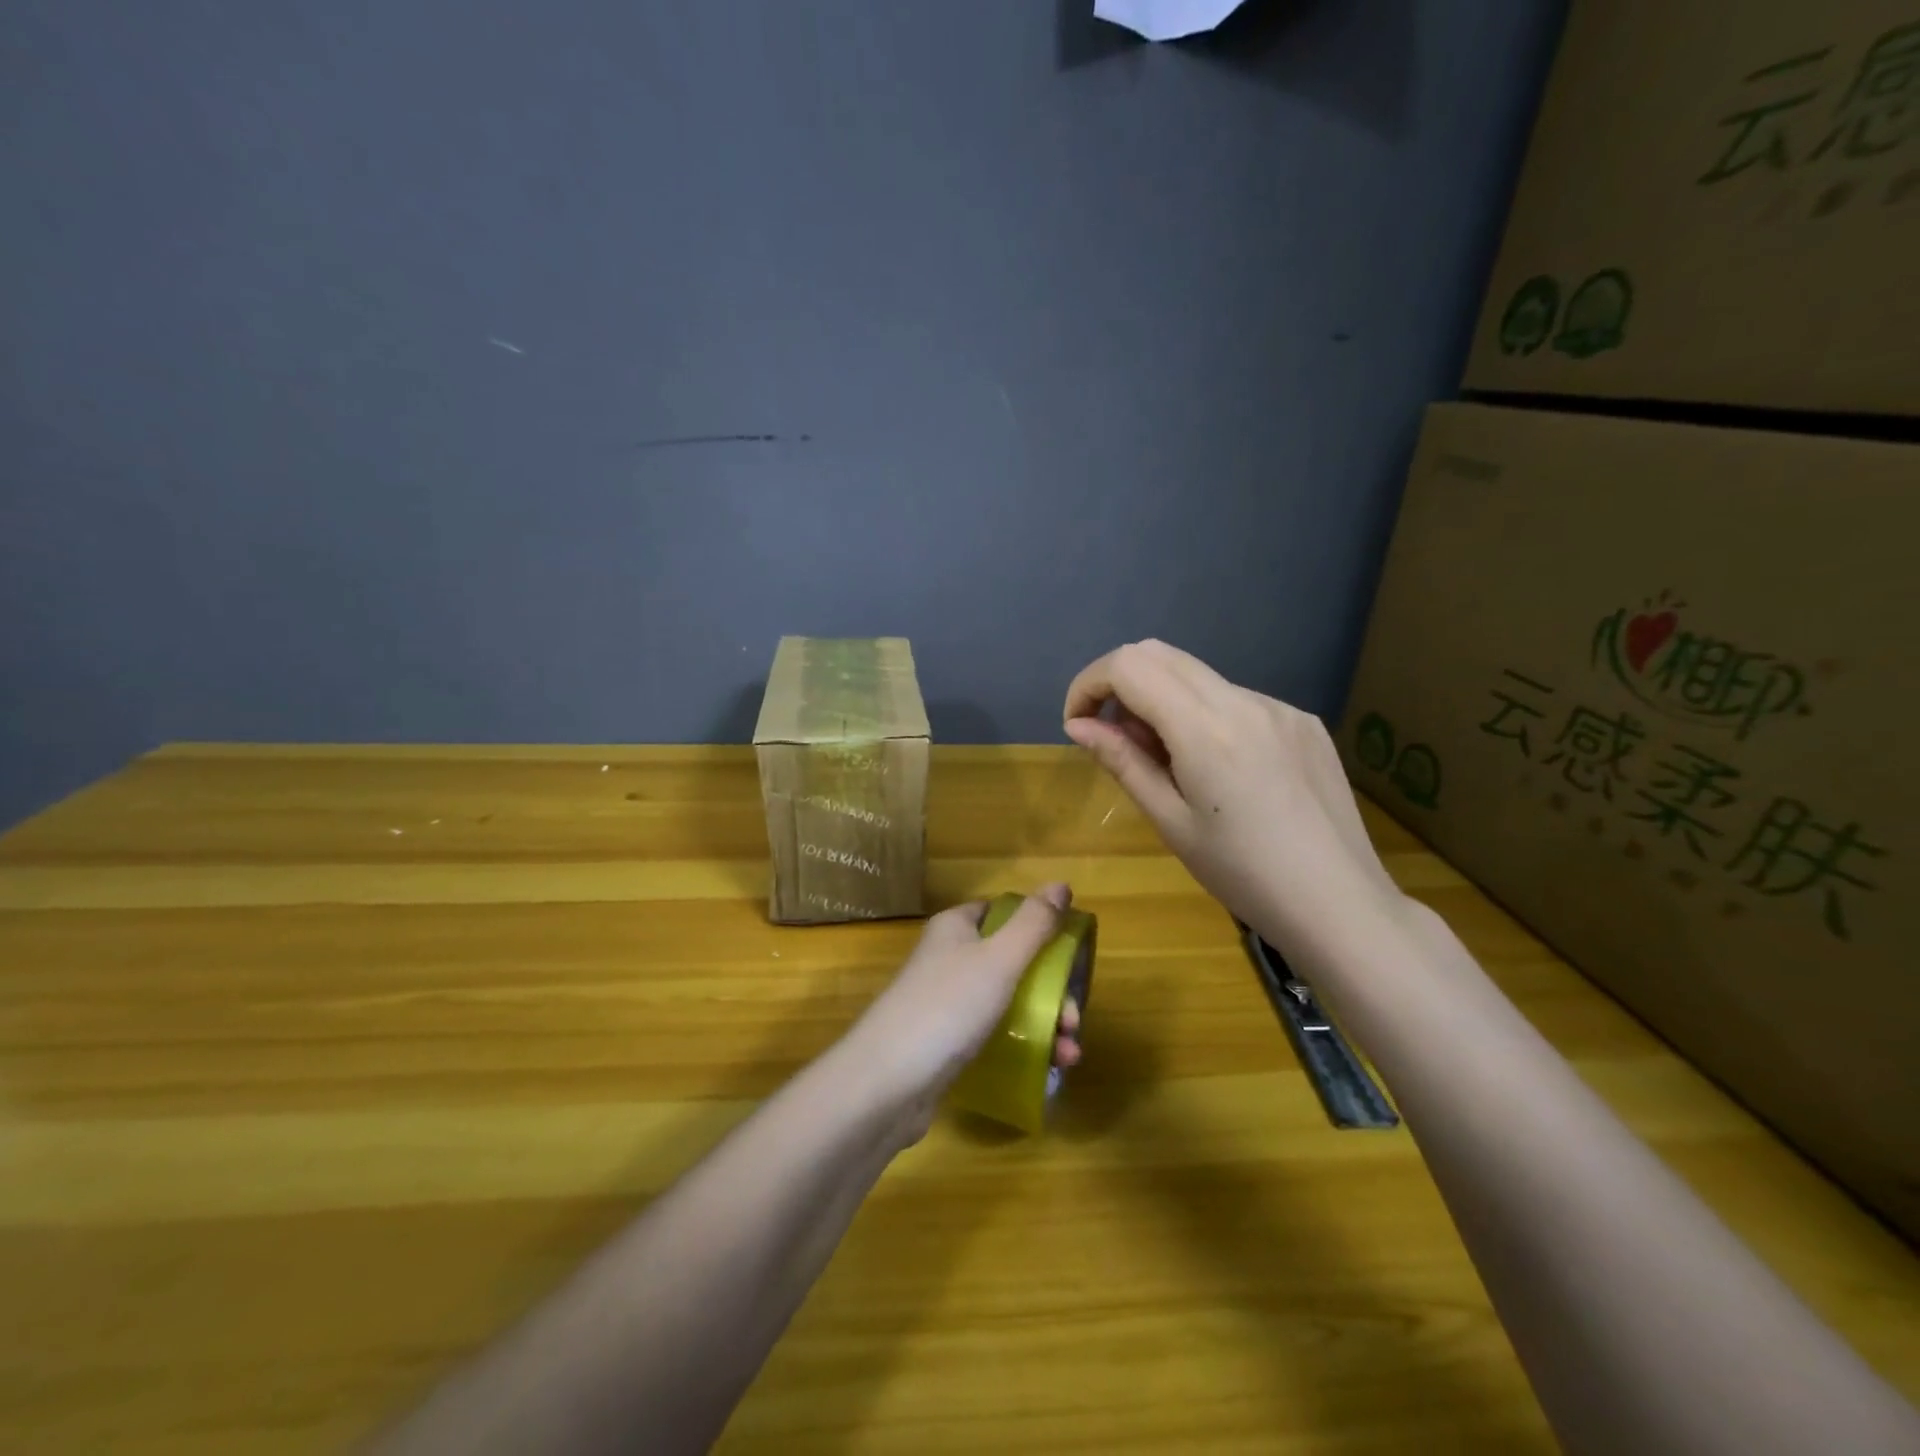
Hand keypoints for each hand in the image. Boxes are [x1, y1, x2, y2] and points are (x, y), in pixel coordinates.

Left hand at [847, 885, 1083, 1142]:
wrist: (886, 1083)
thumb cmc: (947, 1007)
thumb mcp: (999, 959)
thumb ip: (1034, 923)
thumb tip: (1061, 884)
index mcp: (956, 928)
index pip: (1003, 913)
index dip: (1038, 929)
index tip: (1070, 957)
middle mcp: (949, 958)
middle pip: (1012, 962)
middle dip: (1051, 991)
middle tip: (1073, 1021)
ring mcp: (946, 1002)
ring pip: (1007, 1002)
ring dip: (1044, 1024)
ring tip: (1068, 1056)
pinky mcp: (946, 1043)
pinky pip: (993, 1035)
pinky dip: (1022, 1047)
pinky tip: (1047, 1070)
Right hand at [1062, 640, 1405, 958]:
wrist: (1341, 904)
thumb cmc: (1243, 875)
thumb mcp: (1170, 823)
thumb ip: (1123, 762)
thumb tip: (1079, 726)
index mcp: (1206, 729)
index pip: (1129, 666)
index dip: (1089, 684)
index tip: (1078, 723)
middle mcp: (1245, 700)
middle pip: (1160, 654)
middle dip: (1120, 684)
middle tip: (1114, 737)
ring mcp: (1280, 707)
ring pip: (1199, 677)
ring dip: (1163, 701)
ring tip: (1168, 763)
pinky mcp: (1304, 721)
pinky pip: (1237, 699)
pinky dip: (1205, 716)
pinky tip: (1219, 770)